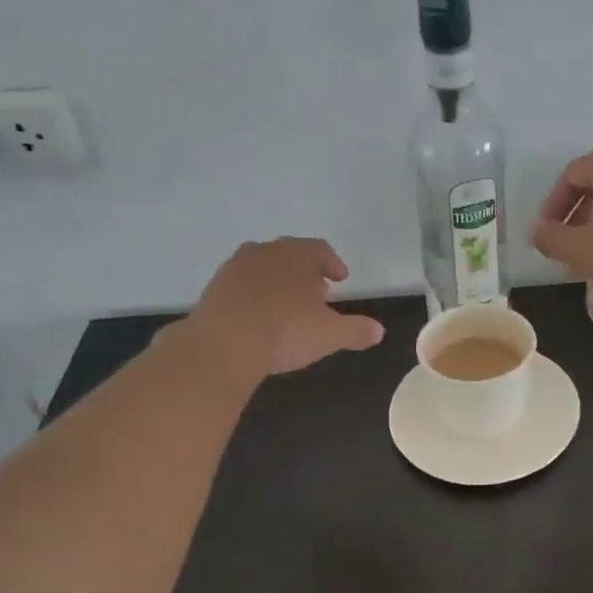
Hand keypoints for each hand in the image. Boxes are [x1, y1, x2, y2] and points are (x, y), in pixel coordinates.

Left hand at [190, 237, 384, 378]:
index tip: (340, 279)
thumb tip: (379, 331)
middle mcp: (266, 252)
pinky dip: (252, 295)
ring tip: (285, 305)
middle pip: (290, 254)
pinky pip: (240, 286)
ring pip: (262, 267)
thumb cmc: (285, 330)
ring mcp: (235, 268)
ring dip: (276, 281)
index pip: (321, 249)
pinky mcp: (213, 288)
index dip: (333, 263)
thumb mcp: (330, 335)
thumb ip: (357, 330)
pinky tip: (257, 317)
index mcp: (298, 255)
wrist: (223, 344)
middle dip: (304, 271)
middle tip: (315, 292)